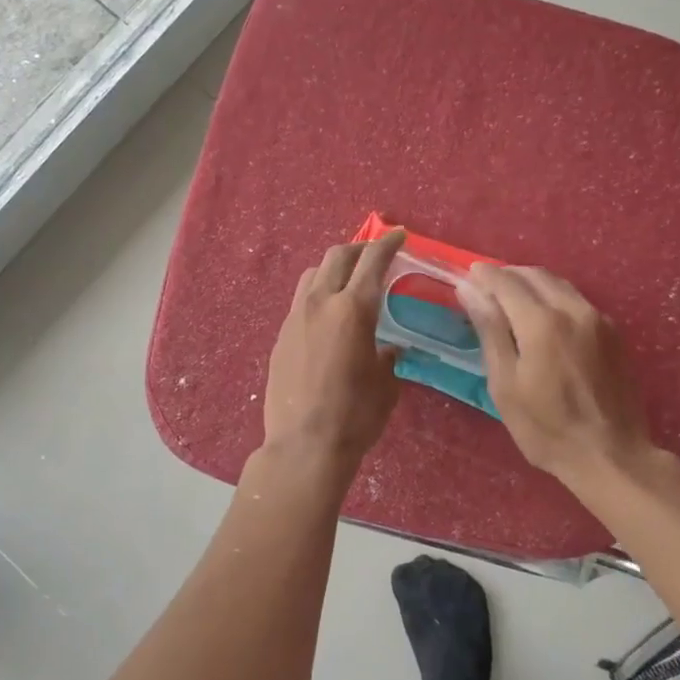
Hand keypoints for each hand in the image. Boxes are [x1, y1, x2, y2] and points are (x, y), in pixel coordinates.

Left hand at [262, 230, 405, 471]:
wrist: (304, 445)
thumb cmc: (355, 415)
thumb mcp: (385, 384)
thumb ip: (387, 357)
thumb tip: (387, 350)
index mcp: (353, 309)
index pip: (372, 262)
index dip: (387, 244)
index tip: (398, 235)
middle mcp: (320, 303)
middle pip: (337, 256)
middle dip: (359, 248)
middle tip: (374, 254)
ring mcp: (294, 318)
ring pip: (312, 274)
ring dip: (333, 268)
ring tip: (347, 280)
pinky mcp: (280, 336)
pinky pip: (300, 301)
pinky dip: (317, 295)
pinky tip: (327, 315)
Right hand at [459, 265, 659, 489]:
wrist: (612, 455)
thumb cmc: (546, 427)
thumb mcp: (505, 384)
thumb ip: (490, 330)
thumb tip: (470, 290)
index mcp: (542, 321)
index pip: (506, 282)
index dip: (484, 275)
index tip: (467, 275)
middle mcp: (573, 309)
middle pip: (536, 275)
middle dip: (508, 275)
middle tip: (486, 287)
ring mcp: (599, 319)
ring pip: (559, 284)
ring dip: (532, 283)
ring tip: (511, 299)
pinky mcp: (614, 333)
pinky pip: (577, 300)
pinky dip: (553, 297)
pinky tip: (543, 316)